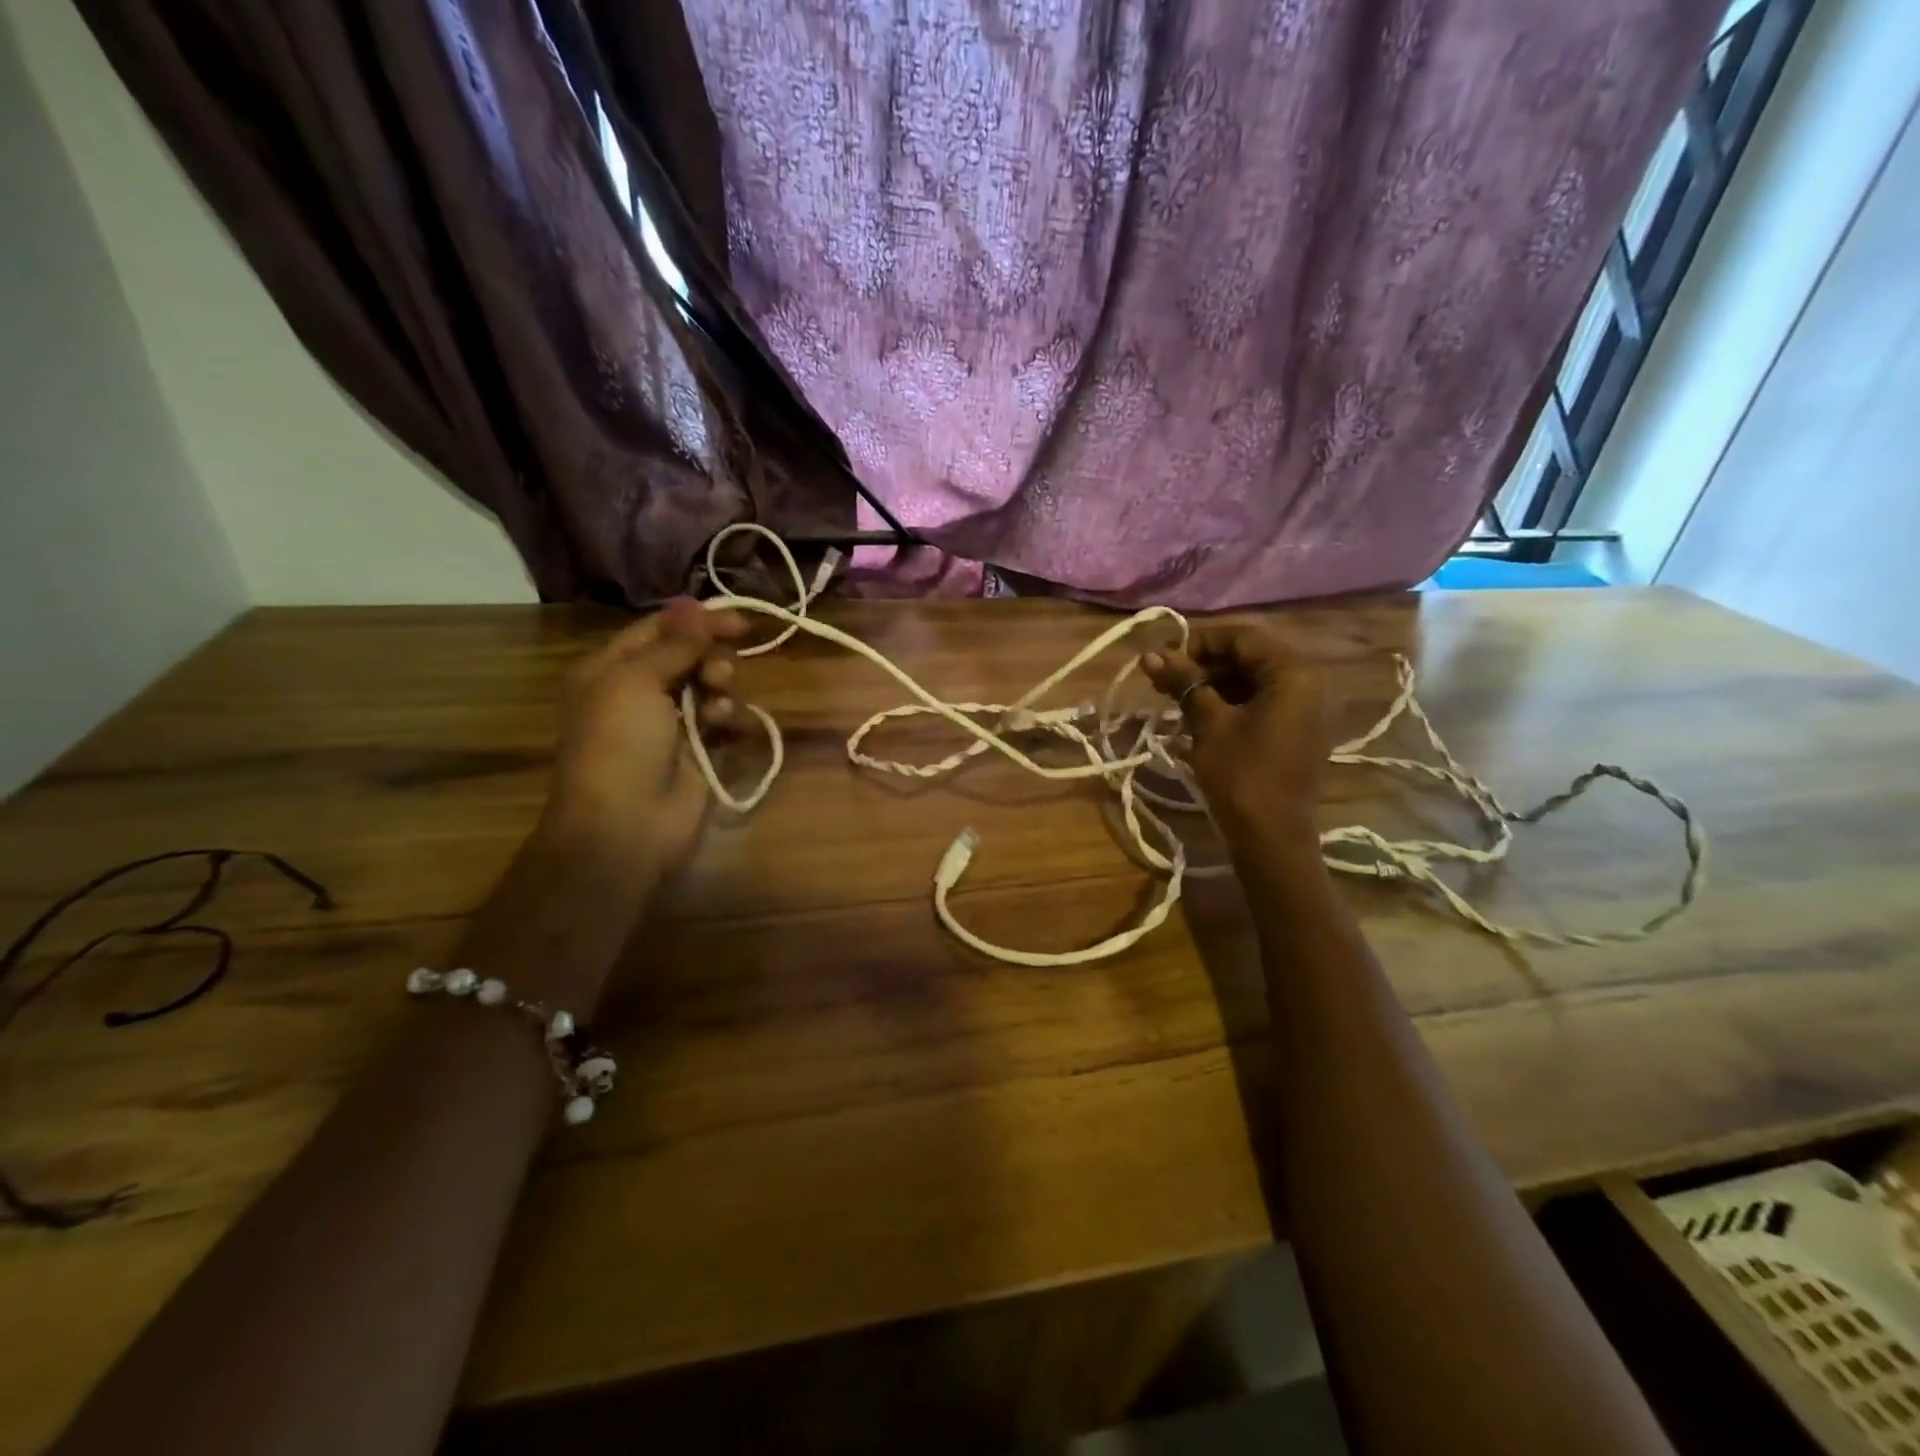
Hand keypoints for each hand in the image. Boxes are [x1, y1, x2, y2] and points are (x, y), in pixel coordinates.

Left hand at [545, 598, 745, 873]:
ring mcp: (670, 723)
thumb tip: (695, 606)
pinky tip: (724, 724)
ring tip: (718, 698)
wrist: (626, 824)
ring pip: (708, 685)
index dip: (696, 620)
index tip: (739, 620)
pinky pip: (721, 718)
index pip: (657, 630)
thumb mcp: (637, 681)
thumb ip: (674, 643)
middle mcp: (639, 692)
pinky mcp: (698, 750)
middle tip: (717, 671)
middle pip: (687, 655)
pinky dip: (726, 716)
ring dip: (719, 685)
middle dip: (709, 655)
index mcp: (611, 670)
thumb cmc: (620, 744)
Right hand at [1141, 623, 1330, 839]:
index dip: (1198, 643)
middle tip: (1162, 681)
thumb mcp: (1209, 723)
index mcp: (1293, 672)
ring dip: (1211, 685)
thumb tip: (1150, 654)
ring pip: (1250, 681)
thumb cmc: (1241, 775)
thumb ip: (1184, 682)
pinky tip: (1195, 717)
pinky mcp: (1294, 731)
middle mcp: (1307, 682)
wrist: (1271, 838)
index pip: (1241, 637)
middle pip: (1247, 657)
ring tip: (1172, 700)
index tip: (1164, 660)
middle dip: (1202, 666)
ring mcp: (1303, 708)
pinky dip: (1227, 704)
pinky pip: (1258, 703)